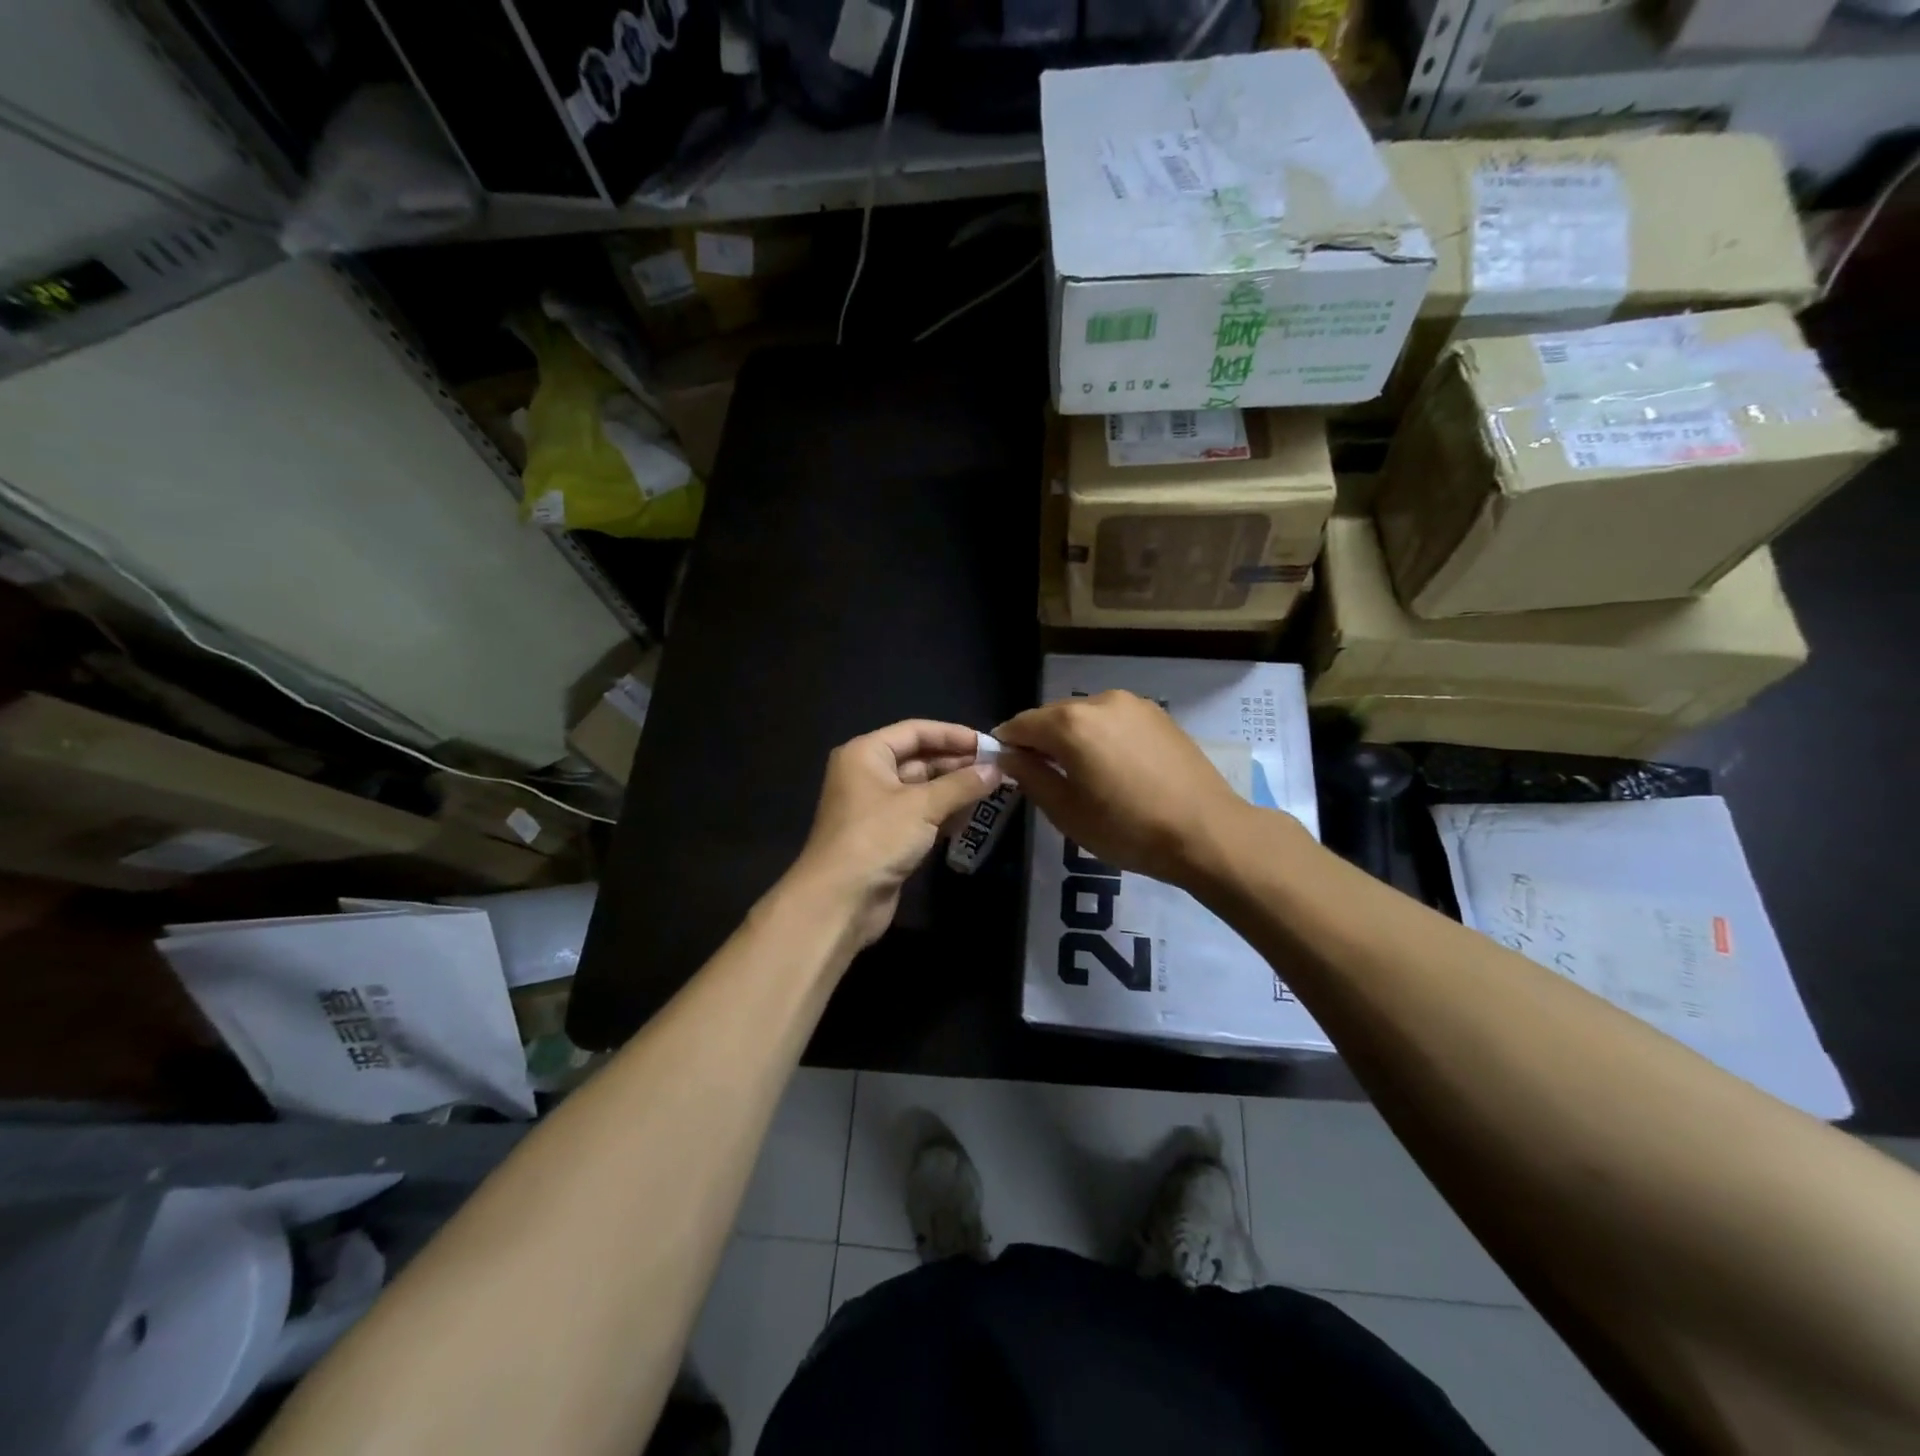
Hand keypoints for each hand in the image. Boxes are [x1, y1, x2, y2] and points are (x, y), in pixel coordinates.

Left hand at [790, 720, 1001, 948]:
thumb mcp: (922, 806)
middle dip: (957, 763)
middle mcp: (868, 773)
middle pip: (919, 758)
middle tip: (997, 769)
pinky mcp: (885, 835)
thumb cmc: (877, 838)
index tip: (989, 744)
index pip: (915, 731)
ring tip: (992, 789)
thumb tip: (997, 770)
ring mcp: (875, 806)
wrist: (840, 900)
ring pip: (921, 788)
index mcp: (866, 753)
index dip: (953, 735)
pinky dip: (943, 812)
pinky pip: (919, 814)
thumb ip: (961, 785)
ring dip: (954, 789)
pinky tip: (972, 815)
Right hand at [994, 691, 1257, 889]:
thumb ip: (1031, 777)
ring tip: (1083, 775)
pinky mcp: (1158, 714)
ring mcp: (1133, 704)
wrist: (1207, 832)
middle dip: (1041, 741)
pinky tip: (1114, 767)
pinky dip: (1102, 736)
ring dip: (1073, 738)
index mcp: (1070, 724)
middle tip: (1044, 777)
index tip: (1005, 768)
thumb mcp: (1067, 813)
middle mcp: (1099, 701)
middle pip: (1052, 716)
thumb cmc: (1128, 829)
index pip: (1020, 724)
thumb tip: (1010, 757)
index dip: (1007, 745)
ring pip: (1084, 716)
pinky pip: (1113, 720)